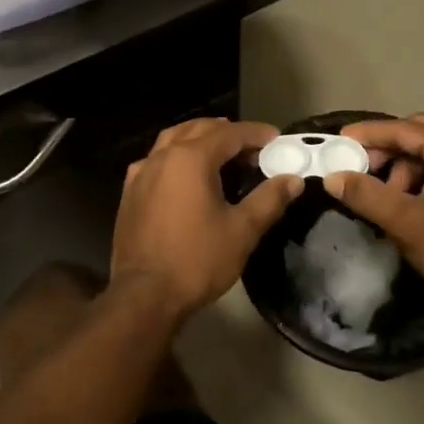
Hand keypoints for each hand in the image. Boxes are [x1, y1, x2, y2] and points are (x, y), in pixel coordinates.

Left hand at [111, 119, 300, 318]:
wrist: (144, 294)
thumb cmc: (197, 260)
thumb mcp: (242, 230)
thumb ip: (269, 199)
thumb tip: (293, 180)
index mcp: (191, 158)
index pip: (229, 133)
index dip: (255, 133)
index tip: (276, 139)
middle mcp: (163, 156)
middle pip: (199, 129)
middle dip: (228, 132)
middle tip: (253, 147)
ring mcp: (141, 172)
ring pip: (173, 139)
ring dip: (199, 138)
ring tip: (221, 151)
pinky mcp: (130, 191)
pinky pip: (156, 160)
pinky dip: (175, 156)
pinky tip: (184, 174)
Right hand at [325, 115, 423, 323]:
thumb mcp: (405, 222)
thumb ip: (366, 195)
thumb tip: (333, 177)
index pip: (405, 129)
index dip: (369, 134)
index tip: (339, 140)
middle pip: (418, 135)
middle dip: (386, 152)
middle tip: (359, 170)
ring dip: (402, 171)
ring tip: (384, 200)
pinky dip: (419, 182)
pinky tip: (405, 206)